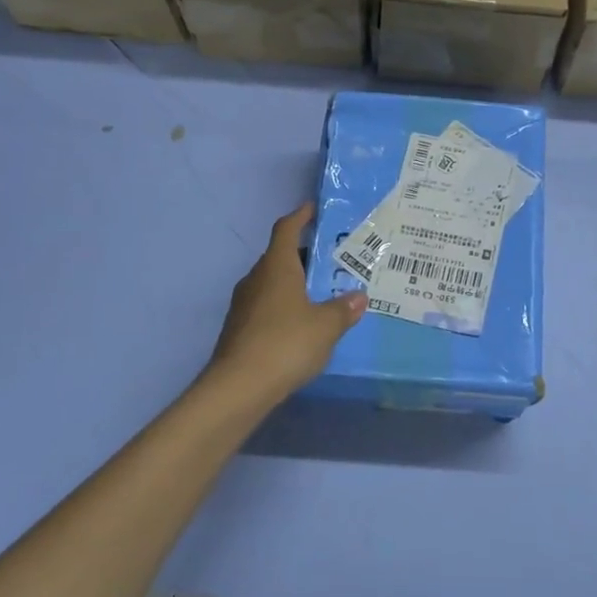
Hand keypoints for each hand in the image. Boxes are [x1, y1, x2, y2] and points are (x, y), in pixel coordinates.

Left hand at [208, 204, 365, 400]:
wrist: (238, 387)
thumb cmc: (286, 343)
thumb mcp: (326, 326)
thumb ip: (343, 309)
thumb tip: (358, 297)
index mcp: (277, 267)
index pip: (286, 230)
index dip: (300, 216)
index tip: (313, 209)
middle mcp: (256, 279)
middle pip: (280, 257)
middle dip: (304, 256)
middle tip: (331, 261)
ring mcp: (244, 305)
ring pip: (272, 284)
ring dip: (294, 284)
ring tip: (321, 294)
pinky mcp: (239, 329)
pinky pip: (267, 307)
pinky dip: (285, 307)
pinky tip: (302, 325)